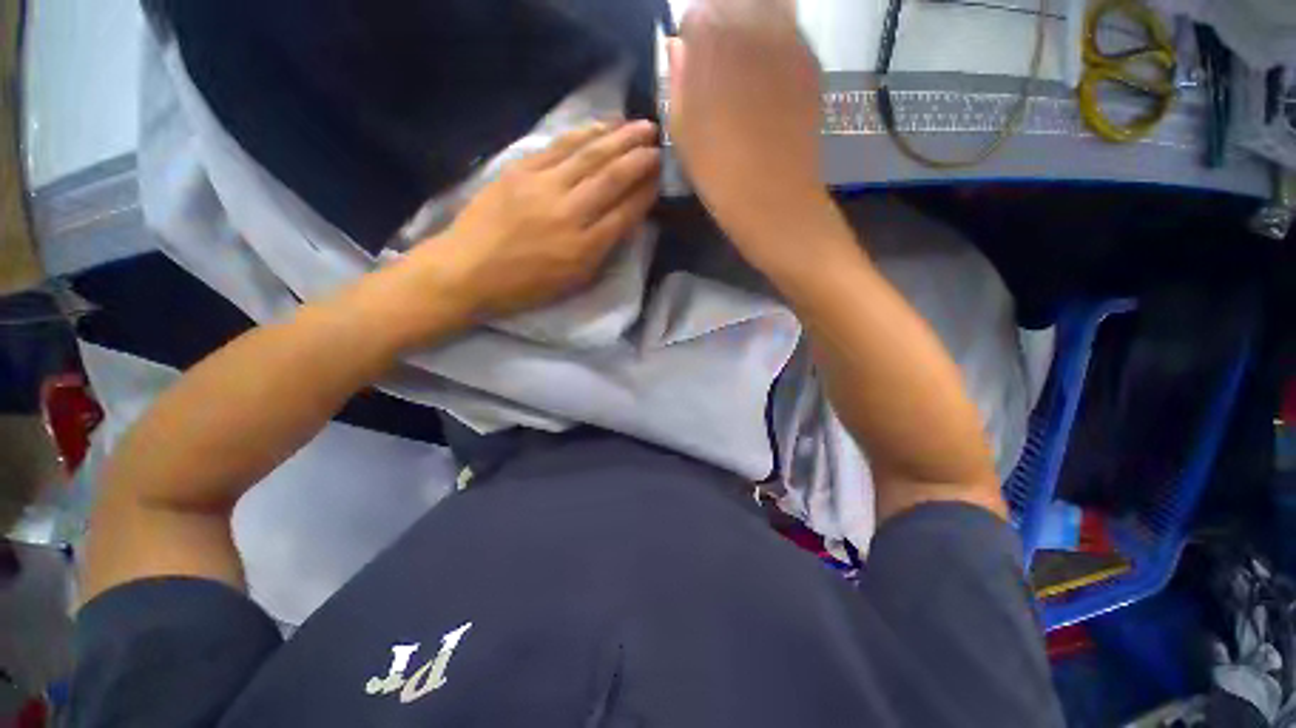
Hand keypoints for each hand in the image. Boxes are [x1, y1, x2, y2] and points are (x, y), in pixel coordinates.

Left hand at [410, 120, 659, 321]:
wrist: (467, 270)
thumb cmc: (525, 287)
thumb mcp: (573, 282)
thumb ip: (603, 252)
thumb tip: (625, 220)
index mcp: (584, 249)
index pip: (625, 213)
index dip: (646, 192)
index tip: (660, 177)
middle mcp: (569, 214)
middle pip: (612, 178)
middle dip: (640, 158)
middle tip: (658, 143)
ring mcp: (543, 188)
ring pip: (589, 156)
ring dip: (619, 138)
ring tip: (640, 126)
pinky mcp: (520, 170)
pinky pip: (559, 147)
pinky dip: (584, 133)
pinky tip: (602, 126)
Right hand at [668, 0, 834, 269]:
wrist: (772, 197)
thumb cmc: (717, 170)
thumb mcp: (681, 129)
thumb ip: (677, 78)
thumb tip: (678, 49)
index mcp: (712, 37)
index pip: (696, 15)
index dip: (692, 41)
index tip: (692, 67)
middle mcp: (753, 22)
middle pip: (734, 3)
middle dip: (722, 25)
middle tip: (718, 65)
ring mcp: (789, 39)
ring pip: (767, 9)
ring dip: (751, 27)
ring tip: (744, 67)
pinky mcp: (811, 62)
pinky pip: (791, 33)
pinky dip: (776, 44)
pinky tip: (768, 80)